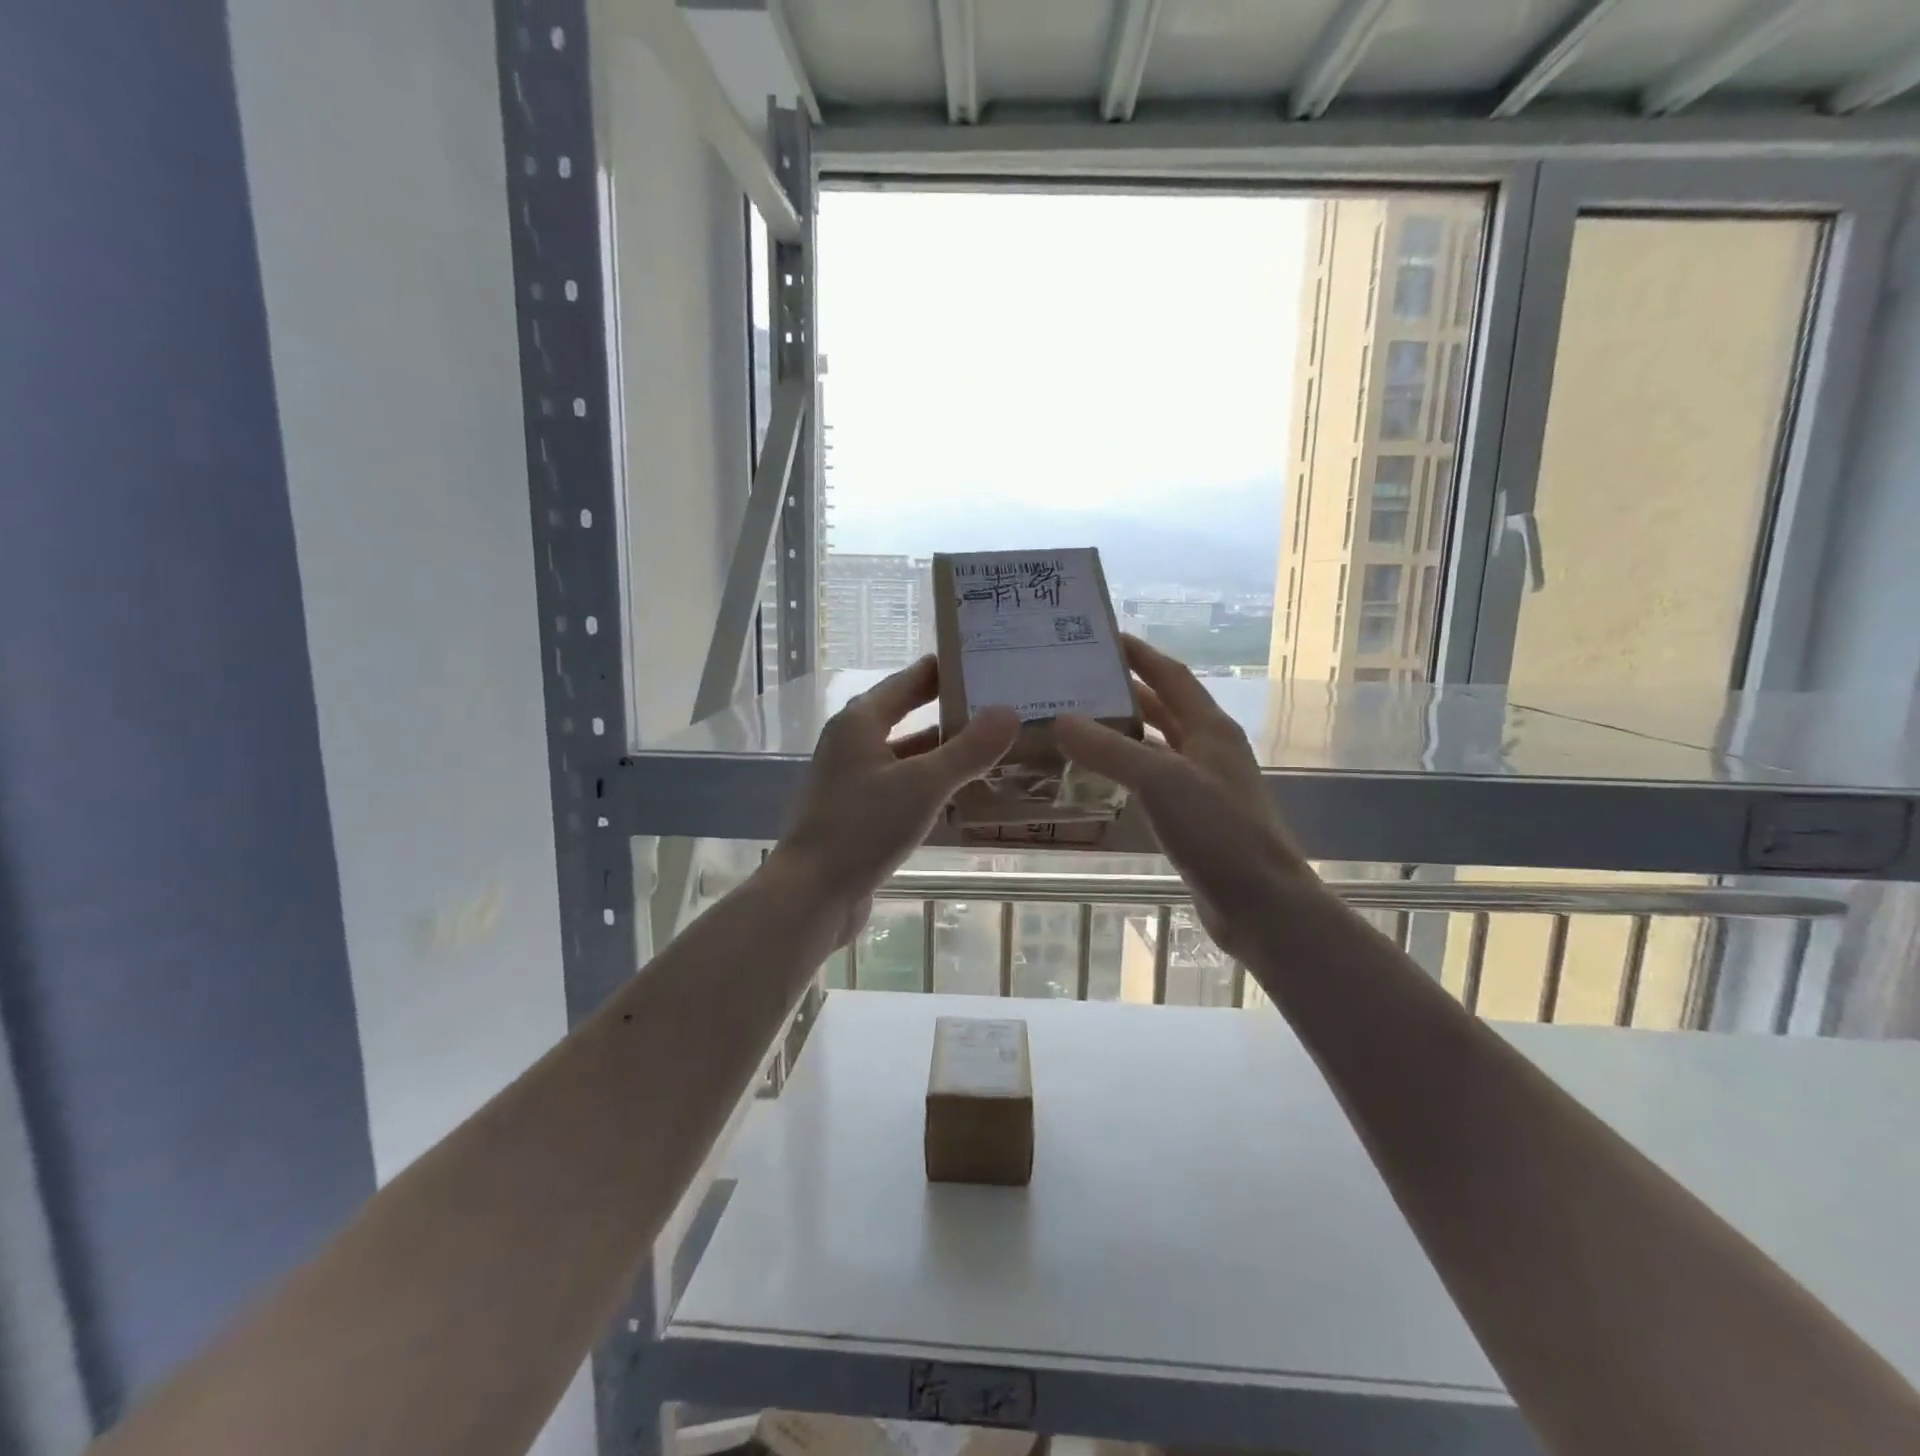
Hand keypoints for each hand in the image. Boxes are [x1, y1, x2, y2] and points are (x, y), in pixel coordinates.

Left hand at [769, 656, 1018, 945]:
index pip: (910, 680)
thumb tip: (1009, 712)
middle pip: (908, 715)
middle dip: (952, 712)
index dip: (947, 670)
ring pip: (907, 755)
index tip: (988, 663)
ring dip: (944, 752)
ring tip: (993, 749)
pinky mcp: (858, 813)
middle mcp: (853, 743)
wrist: (812, 894)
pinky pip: (903, 787)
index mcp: (860, 722)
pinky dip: (931, 785)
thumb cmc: (863, 828)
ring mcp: (853, 780)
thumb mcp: (923, 785)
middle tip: (1000, 707)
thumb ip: (968, 750)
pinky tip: (963, 795)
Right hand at [1055, 635, 1314, 958]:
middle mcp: (1209, 749)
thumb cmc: (1218, 831)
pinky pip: (1153, 780)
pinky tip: (1098, 777)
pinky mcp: (1194, 818)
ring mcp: (1203, 785)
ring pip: (1156, 745)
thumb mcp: (1160, 782)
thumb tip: (1060, 721)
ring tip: (1075, 723)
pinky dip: (1126, 770)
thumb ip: (1109, 750)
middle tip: (1076, 681)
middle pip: (1163, 707)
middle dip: (1124, 691)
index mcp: (1210, 728)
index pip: (1170, 675)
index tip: (1100, 637)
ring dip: (1122, 732)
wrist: (1261, 903)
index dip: (1139, 654)